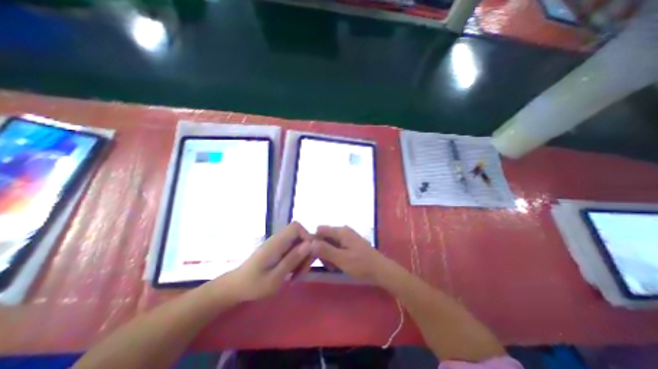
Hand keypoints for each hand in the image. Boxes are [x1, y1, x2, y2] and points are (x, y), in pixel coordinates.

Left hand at [226, 224, 312, 300]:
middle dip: (306, 252)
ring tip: (296, 276)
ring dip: (302, 258)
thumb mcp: (275, 278)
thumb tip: (310, 244)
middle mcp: (278, 239)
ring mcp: (278, 244)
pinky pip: (293, 250)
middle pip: (300, 236)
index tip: (309, 255)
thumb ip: (292, 260)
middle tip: (302, 271)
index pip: (296, 227)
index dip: (307, 237)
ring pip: (298, 244)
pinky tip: (292, 274)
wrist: (236, 287)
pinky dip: (297, 260)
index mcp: (276, 243)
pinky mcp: (278, 250)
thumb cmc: (253, 285)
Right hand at [312, 224, 392, 282]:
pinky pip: (337, 248)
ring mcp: (347, 237)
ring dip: (328, 255)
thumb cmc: (362, 264)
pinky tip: (339, 266)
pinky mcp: (350, 244)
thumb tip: (309, 243)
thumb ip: (325, 250)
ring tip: (334, 267)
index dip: (314, 241)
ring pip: (330, 244)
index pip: (319, 230)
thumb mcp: (342, 259)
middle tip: (328, 265)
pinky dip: (335, 256)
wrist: (381, 270)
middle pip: (324, 237)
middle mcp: (343, 231)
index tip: (313, 255)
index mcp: (340, 231)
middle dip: (322, 251)